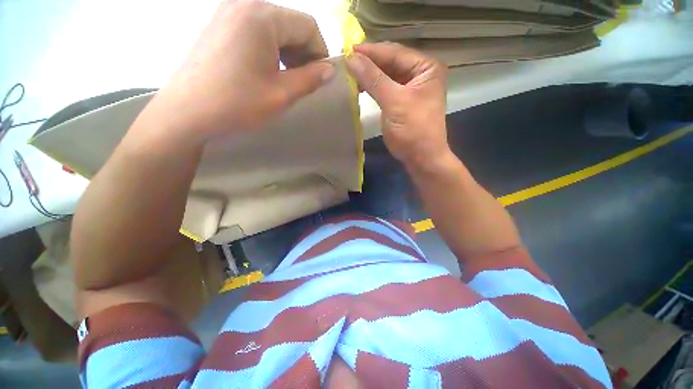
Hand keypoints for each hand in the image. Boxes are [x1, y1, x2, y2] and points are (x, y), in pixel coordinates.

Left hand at [142, 0, 334, 140]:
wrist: (187, 112)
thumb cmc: (237, 102)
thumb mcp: (282, 93)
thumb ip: (310, 79)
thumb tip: (330, 70)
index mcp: (262, 16)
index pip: (308, 26)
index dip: (320, 53)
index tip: (319, 78)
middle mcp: (245, 3)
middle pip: (291, 24)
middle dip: (304, 53)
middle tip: (303, 81)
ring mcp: (229, 12)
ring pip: (275, 29)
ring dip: (288, 53)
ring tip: (285, 79)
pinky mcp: (220, 25)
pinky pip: (256, 31)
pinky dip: (270, 50)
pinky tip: (266, 71)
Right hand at [345, 43, 450, 168]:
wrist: (421, 158)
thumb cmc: (413, 130)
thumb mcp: (394, 102)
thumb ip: (373, 79)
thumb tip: (351, 59)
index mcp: (426, 67)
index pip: (395, 52)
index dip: (371, 51)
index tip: (347, 50)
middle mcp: (420, 73)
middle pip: (390, 62)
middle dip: (369, 63)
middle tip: (345, 62)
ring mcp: (411, 88)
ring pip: (386, 75)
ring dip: (369, 75)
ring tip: (349, 74)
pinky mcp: (402, 101)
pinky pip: (385, 88)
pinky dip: (372, 87)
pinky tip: (359, 87)